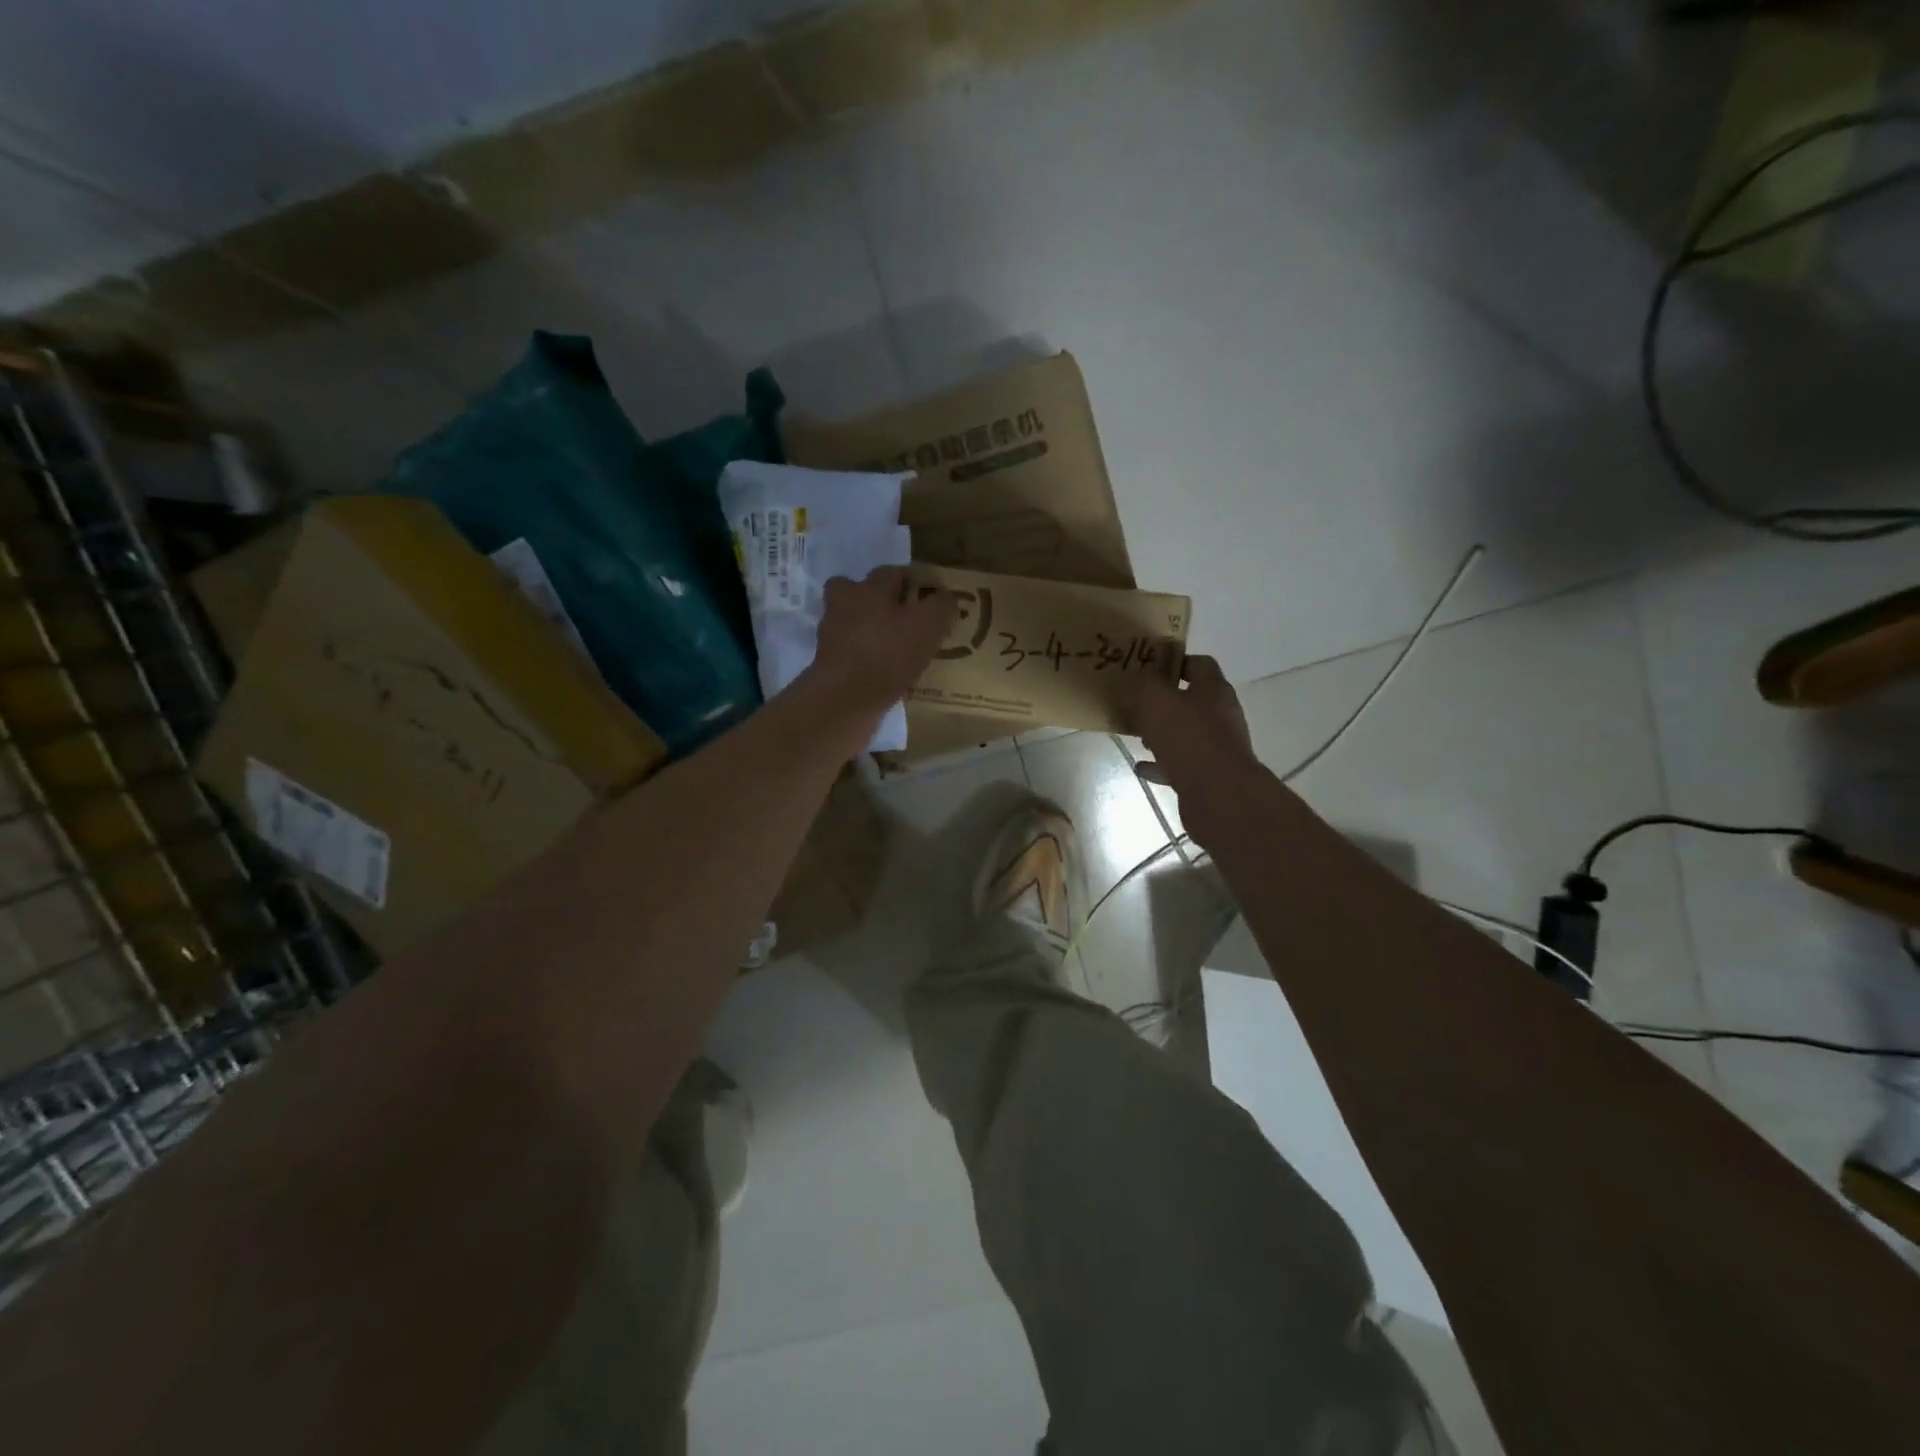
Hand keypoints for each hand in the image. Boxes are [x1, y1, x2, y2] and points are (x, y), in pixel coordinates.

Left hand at [808, 566, 954, 715]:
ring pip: (852, 621)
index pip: (893, 572)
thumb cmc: (889, 653)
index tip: (930, 595)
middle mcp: (844, 604)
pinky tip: (882, 670)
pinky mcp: (827, 662)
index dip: (914, 580)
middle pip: (859, 592)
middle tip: (903, 617)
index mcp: (869, 588)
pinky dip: (865, 656)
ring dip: (870, 629)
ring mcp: (831, 634)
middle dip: (880, 600)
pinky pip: (850, 651)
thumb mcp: (929, 624)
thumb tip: (945, 599)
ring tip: (895, 647)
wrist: (846, 697)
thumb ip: (941, 606)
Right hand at [1135, 655, 1254, 787]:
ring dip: (1162, 734)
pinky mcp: (1210, 775)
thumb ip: (1144, 686)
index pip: (1199, 664)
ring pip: (1186, 733)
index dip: (1174, 662)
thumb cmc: (1188, 738)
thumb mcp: (1155, 701)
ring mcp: (1218, 747)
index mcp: (1214, 690)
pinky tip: (1142, 767)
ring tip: (1138, 736)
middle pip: (1191, 700)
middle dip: (1164, 702)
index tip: (1148, 668)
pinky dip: (1162, 764)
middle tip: (1137, 704)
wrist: (1218, 795)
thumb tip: (1138, 683)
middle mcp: (1222, 715)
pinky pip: (1181, 763)